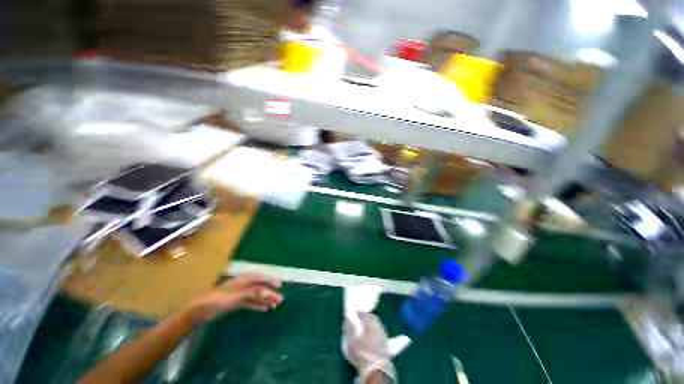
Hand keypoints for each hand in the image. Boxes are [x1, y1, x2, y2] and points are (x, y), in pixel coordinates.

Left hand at [187, 273, 282, 322]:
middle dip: (271, 293)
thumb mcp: (237, 295)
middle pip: (261, 287)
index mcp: (245, 279)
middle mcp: (244, 285)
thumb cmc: (220, 299)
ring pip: (257, 296)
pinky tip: (265, 309)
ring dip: (266, 300)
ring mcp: (241, 294)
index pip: (261, 278)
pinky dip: (258, 305)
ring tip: (275, 306)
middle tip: (281, 300)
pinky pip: (251, 303)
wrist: (202, 309)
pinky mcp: (237, 302)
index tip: (279, 286)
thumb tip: (267, 292)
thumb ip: (253, 293)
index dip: (271, 281)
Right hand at [343, 312, 395, 382]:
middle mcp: (379, 328)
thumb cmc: (362, 355)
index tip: (355, 313)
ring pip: (378, 325)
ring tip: (367, 327)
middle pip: (374, 318)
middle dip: (368, 317)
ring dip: (373, 324)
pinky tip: (374, 337)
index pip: (365, 314)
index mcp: (370, 325)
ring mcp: (384, 336)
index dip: (360, 313)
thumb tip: (346, 319)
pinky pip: (381, 333)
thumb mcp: (351, 342)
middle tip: (361, 318)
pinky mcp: (387, 345)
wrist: (376, 370)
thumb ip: (349, 329)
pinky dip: (377, 332)